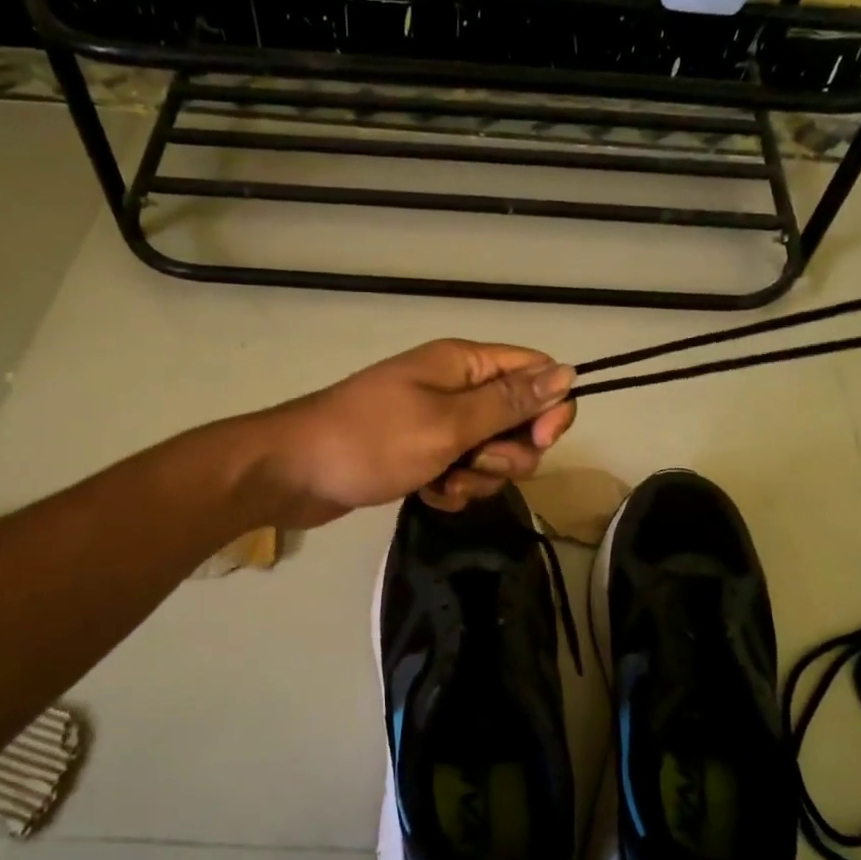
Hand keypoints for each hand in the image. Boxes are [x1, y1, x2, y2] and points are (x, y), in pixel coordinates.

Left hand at [254, 340, 576, 526]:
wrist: (292, 473)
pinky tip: (428, 495)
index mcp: (465, 364)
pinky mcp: (422, 454)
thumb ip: (510, 402)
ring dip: (478, 477)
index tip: (537, 441)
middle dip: (507, 452)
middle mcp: (457, 388)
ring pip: (493, 453)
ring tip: (442, 482)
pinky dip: (453, 487)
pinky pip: (462, 472)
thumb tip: (567, 373)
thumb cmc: (371, 441)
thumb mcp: (448, 423)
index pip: (536, 372)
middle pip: (519, 419)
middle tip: (473, 464)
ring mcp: (438, 423)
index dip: (548, 408)